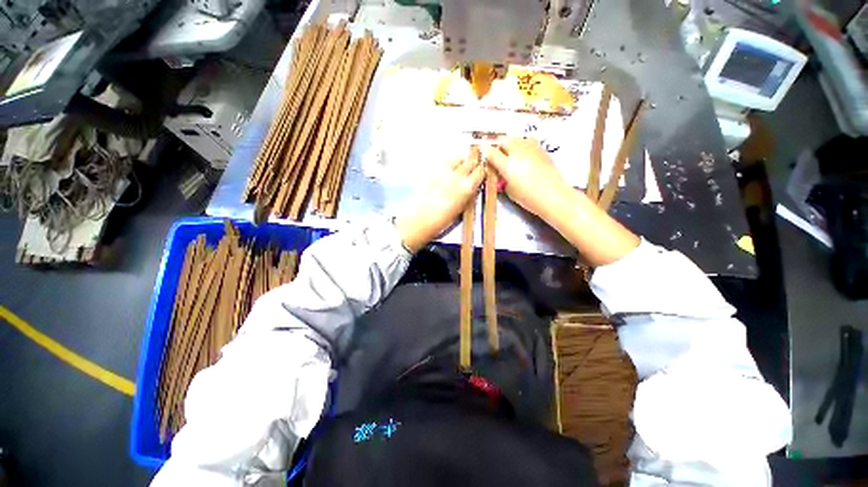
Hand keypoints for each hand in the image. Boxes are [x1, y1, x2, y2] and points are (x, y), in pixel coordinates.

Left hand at [396, 147, 484, 251]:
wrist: (419, 219)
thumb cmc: (442, 220)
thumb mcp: (462, 209)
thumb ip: (470, 195)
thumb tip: (475, 187)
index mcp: (467, 187)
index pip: (480, 171)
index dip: (482, 171)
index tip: (482, 173)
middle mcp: (457, 175)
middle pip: (470, 161)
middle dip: (474, 164)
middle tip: (474, 169)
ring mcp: (444, 170)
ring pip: (458, 158)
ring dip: (462, 162)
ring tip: (461, 169)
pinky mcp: (432, 170)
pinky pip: (446, 161)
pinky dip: (450, 163)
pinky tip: (448, 172)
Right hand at [482, 138, 572, 221]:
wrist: (554, 196)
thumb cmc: (528, 198)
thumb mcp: (509, 190)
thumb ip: (502, 178)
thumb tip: (500, 171)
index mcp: (507, 165)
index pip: (491, 152)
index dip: (485, 150)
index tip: (482, 150)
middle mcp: (518, 153)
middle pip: (504, 139)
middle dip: (498, 144)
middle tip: (496, 153)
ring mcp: (531, 149)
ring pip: (517, 138)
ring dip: (511, 143)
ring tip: (510, 152)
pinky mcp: (542, 150)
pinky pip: (528, 141)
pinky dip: (522, 144)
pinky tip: (524, 154)